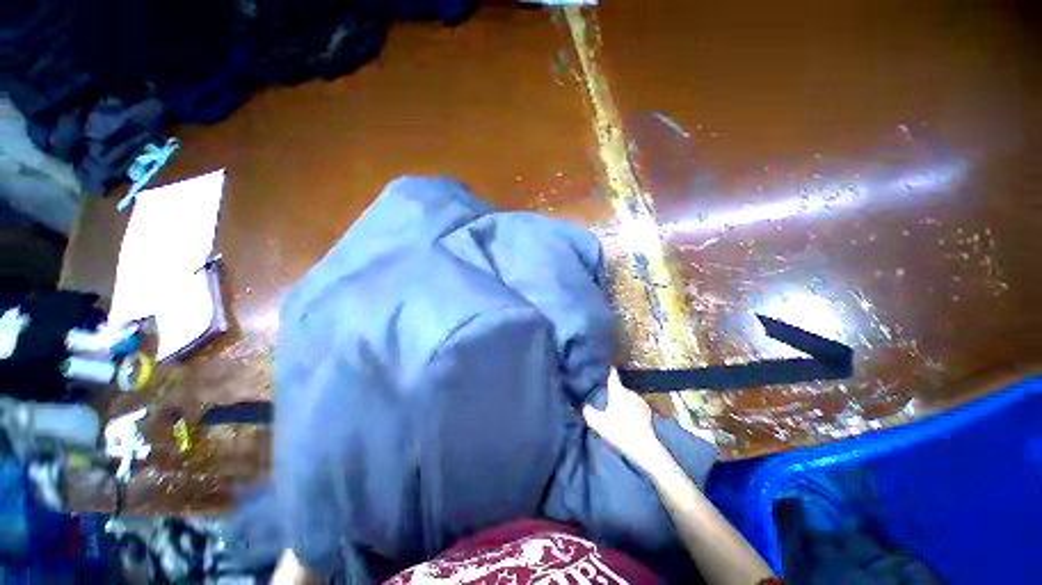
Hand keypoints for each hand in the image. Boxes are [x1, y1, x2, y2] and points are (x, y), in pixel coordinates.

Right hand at [582, 369, 669, 472]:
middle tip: (604, 396)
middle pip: (618, 386)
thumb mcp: (598, 423)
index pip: (612, 374)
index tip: (601, 365)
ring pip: (626, 396)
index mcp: (618, 391)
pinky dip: (629, 407)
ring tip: (615, 407)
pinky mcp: (647, 411)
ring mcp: (640, 400)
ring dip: (621, 399)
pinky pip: (634, 404)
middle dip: (612, 390)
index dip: (607, 369)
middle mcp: (630, 392)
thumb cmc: (620, 432)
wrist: (645, 449)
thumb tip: (582, 404)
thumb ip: (587, 411)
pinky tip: (626, 416)